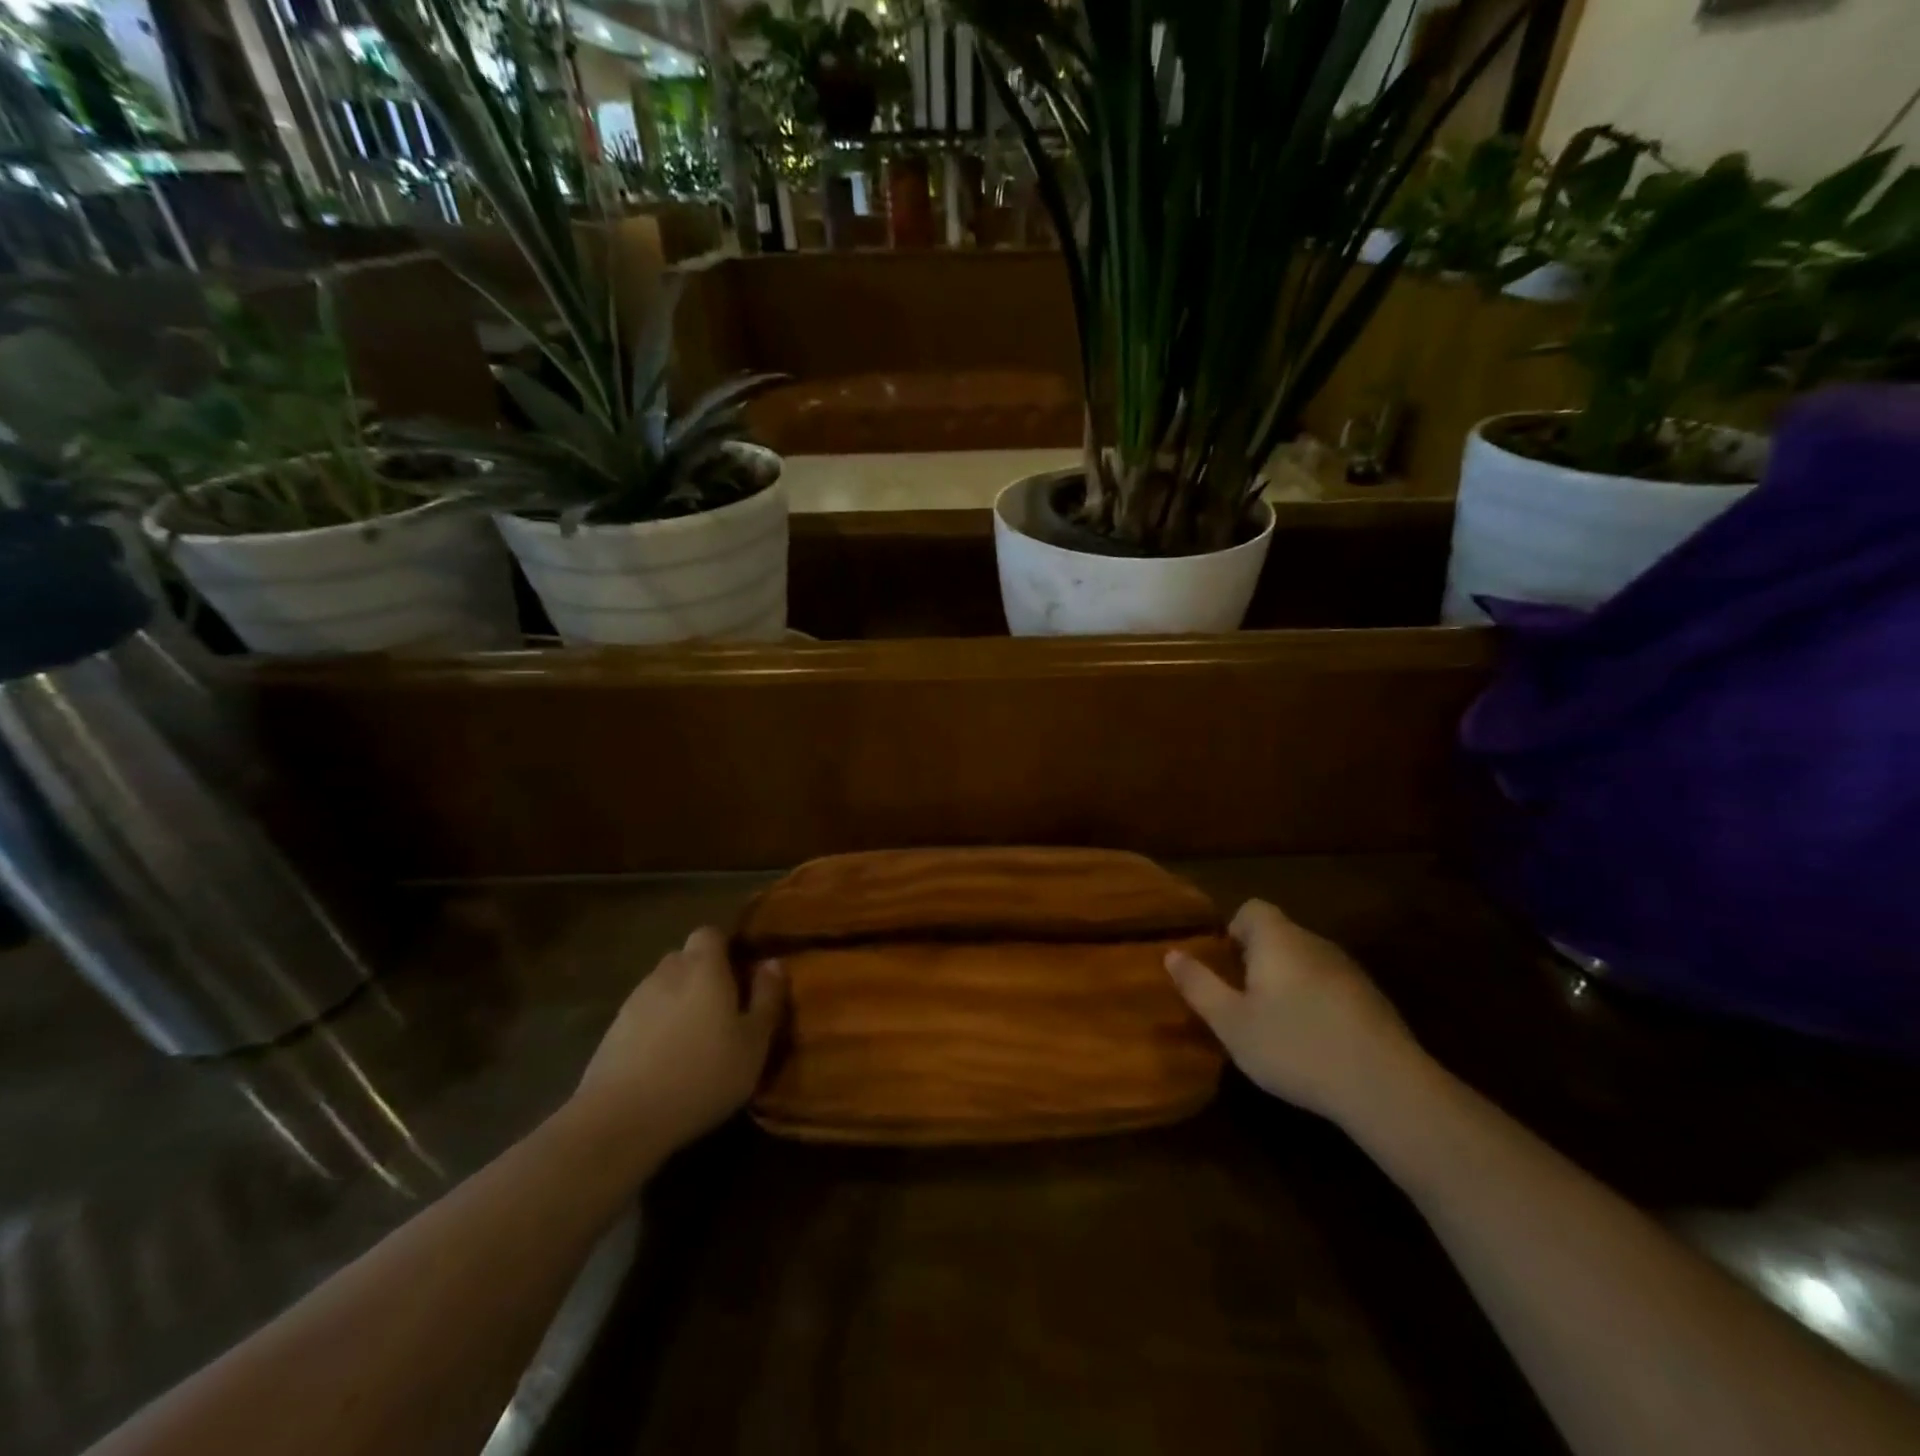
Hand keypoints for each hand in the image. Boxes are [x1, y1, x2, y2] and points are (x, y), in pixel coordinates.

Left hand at [571, 927, 784, 1157]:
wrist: (621, 1118)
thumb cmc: (702, 1074)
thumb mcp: (754, 1042)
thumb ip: (767, 998)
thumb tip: (773, 963)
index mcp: (703, 967)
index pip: (711, 933)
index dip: (726, 948)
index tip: (742, 974)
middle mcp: (666, 973)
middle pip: (686, 959)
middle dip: (703, 976)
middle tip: (724, 1010)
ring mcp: (634, 1002)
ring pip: (663, 989)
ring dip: (679, 1004)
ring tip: (695, 1041)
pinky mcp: (612, 1033)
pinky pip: (643, 1017)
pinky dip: (656, 1029)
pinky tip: (666, 1062)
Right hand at [1166, 899, 1421, 1124]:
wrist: (1385, 1086)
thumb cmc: (1294, 1046)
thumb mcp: (1231, 1023)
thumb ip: (1199, 985)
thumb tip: (1171, 953)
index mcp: (1277, 939)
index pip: (1252, 909)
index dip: (1233, 931)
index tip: (1225, 968)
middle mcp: (1314, 942)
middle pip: (1279, 936)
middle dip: (1258, 961)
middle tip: (1243, 1003)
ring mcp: (1349, 971)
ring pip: (1306, 963)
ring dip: (1288, 984)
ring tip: (1277, 1028)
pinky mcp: (1374, 1001)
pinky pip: (1331, 988)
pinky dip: (1317, 1005)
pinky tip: (1315, 1045)